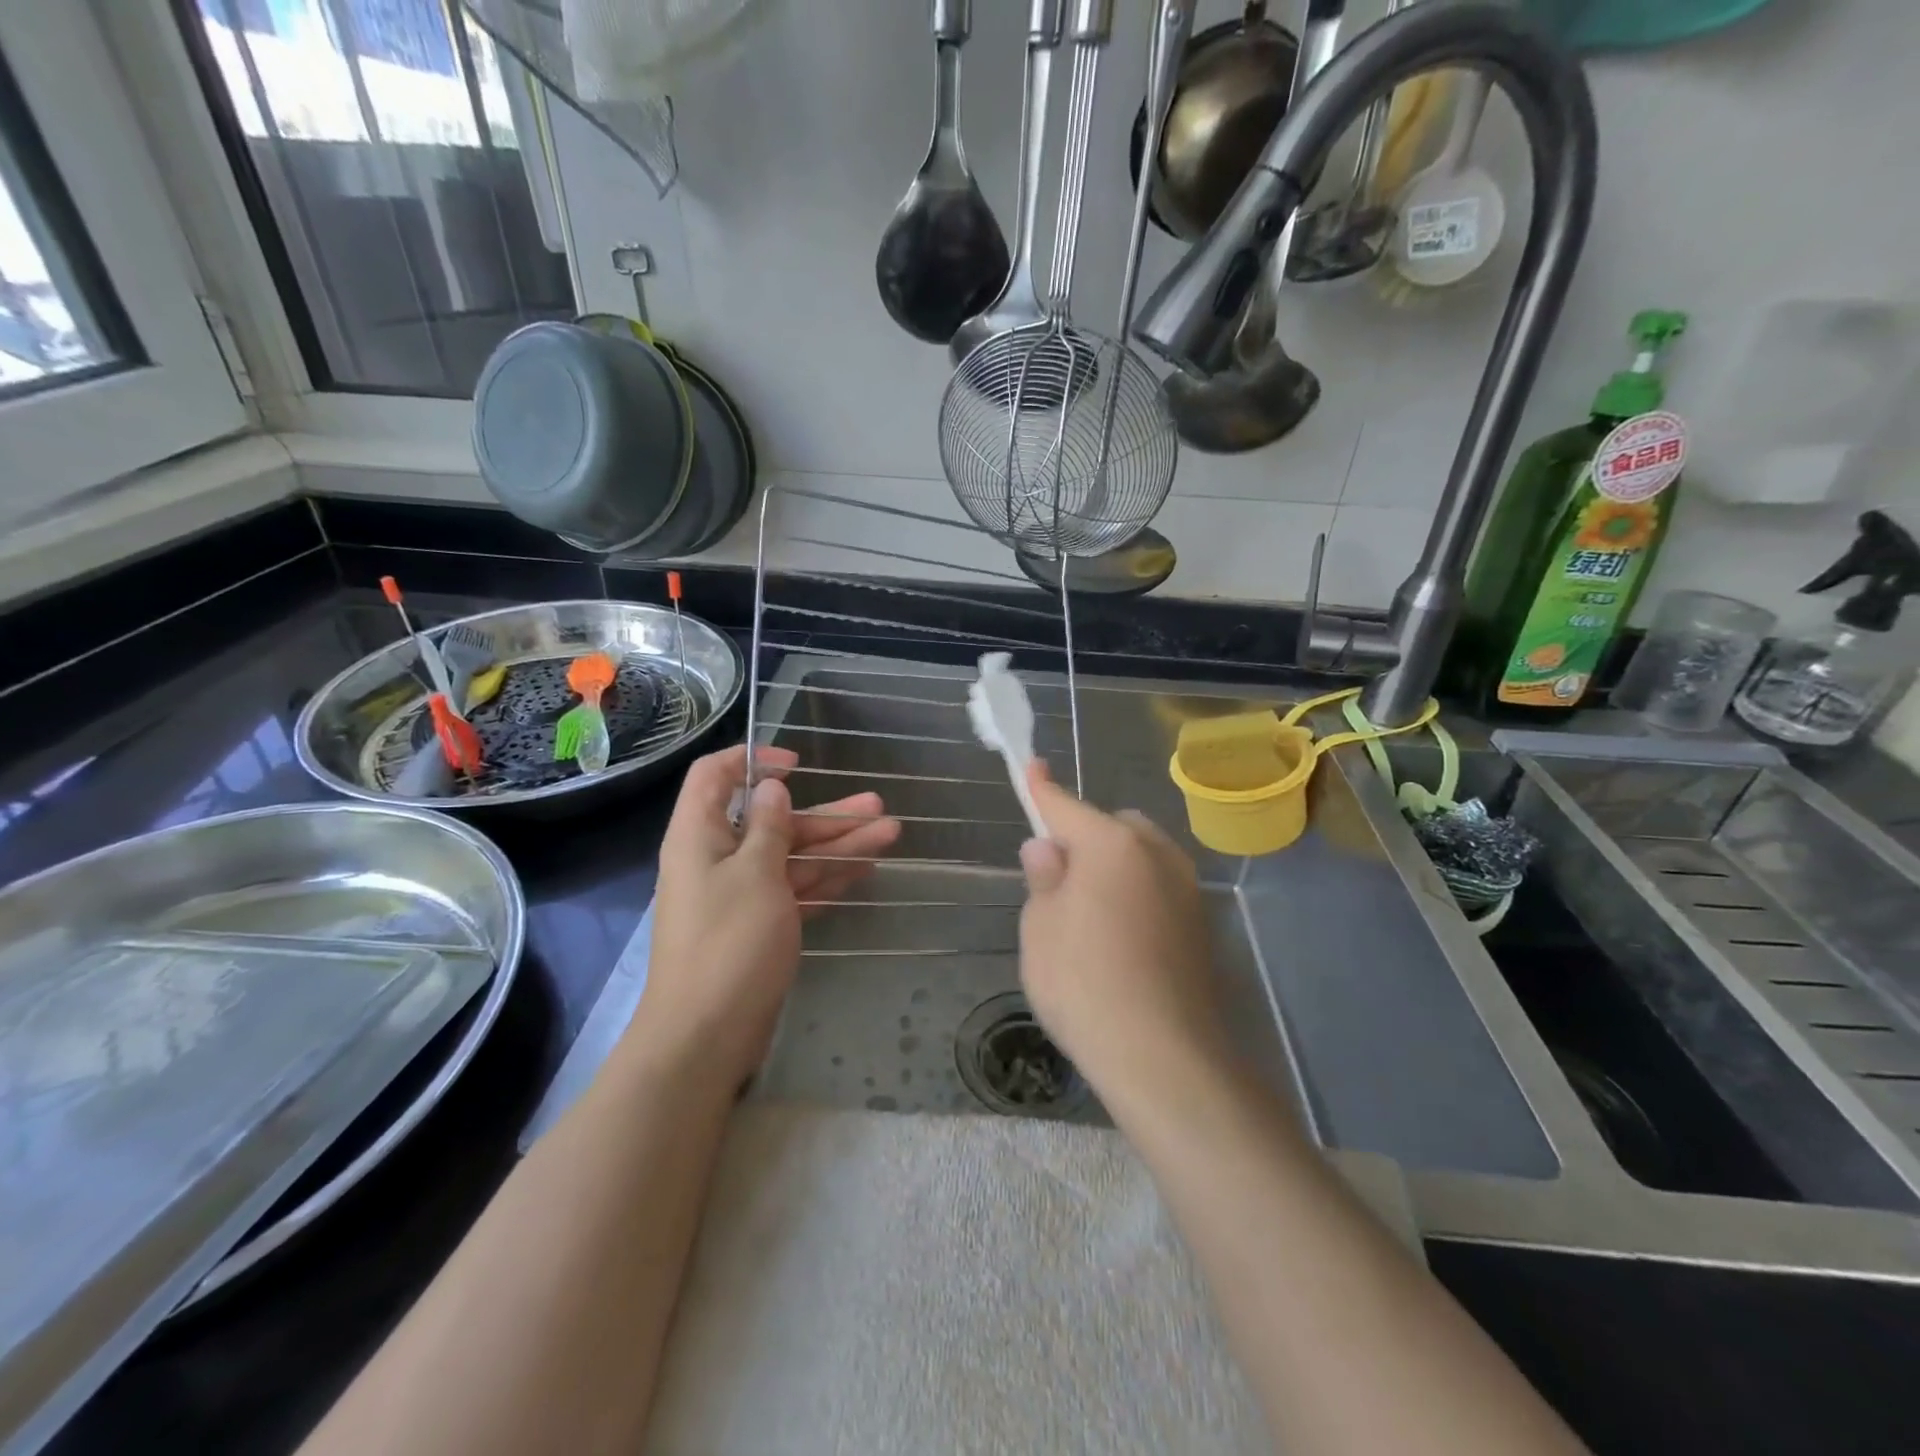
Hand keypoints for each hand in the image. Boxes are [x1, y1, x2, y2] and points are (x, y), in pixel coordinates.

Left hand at [632, 745, 900, 1087]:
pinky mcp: (758, 928)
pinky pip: (794, 890)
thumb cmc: (729, 942)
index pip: (715, 776)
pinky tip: (864, 871)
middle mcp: (718, 860)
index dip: (753, 759)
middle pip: (772, 822)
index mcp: (700, 836)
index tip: (798, 765)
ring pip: (792, 858)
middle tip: (878, 807)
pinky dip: (826, 880)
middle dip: (826, 814)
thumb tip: (770, 789)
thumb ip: (768, 827)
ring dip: (838, 846)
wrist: (705, 1036)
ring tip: (890, 833)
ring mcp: (740, 896)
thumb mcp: (756, 874)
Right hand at [1017, 762, 1225, 1111]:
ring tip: (1089, 915)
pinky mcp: (1202, 926)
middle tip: (1058, 879)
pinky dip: (1137, 896)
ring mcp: (1186, 889)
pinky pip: (1158, 889)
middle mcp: (1157, 854)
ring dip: (1115, 867)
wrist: (1165, 1058)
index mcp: (1112, 845)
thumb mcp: (1040, 929)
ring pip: (1141, 858)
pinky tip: (1121, 941)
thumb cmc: (1084, 984)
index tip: (1032, 767)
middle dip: (1086, 838)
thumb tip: (1048, 848)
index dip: (1043, 790)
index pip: (1066, 807)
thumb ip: (1044, 879)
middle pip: (1113, 827)